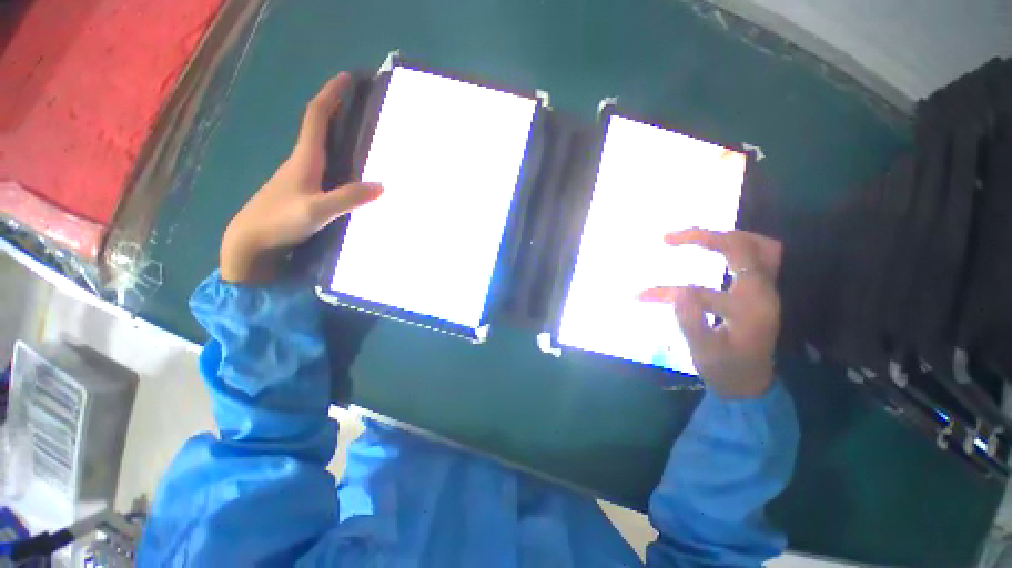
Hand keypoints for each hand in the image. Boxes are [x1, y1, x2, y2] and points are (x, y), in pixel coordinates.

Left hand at [221, 72, 382, 282]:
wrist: (249, 242)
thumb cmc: (279, 220)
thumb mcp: (317, 211)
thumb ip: (348, 198)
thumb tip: (382, 186)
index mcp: (305, 158)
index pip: (317, 116)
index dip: (331, 95)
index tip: (346, 77)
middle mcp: (302, 162)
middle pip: (319, 127)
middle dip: (338, 110)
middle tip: (361, 105)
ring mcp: (300, 177)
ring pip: (322, 147)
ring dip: (338, 134)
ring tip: (363, 135)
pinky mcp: (302, 191)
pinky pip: (324, 166)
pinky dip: (338, 158)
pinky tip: (351, 171)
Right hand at [639, 228, 782, 398]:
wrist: (751, 384)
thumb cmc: (726, 370)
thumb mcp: (703, 353)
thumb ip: (691, 322)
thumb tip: (678, 292)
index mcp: (748, 309)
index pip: (701, 292)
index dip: (667, 291)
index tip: (640, 295)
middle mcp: (763, 293)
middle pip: (743, 247)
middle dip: (705, 237)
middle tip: (670, 238)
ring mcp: (765, 290)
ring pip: (757, 246)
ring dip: (725, 236)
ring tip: (694, 236)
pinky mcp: (761, 291)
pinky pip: (758, 256)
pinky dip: (735, 246)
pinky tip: (715, 248)